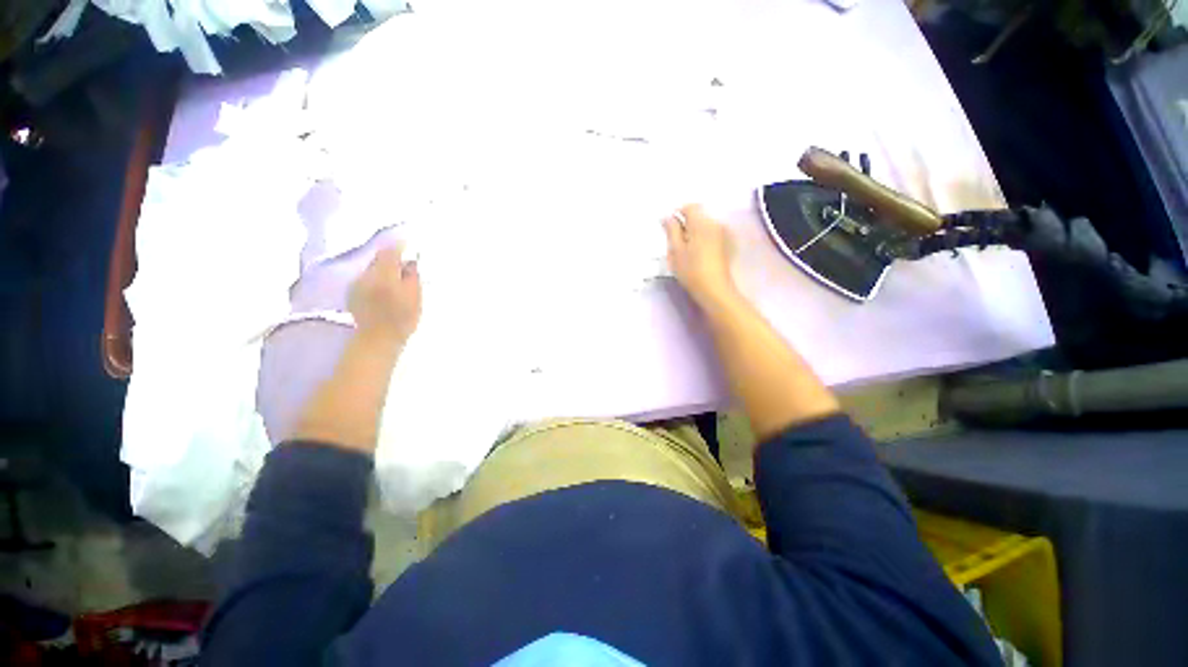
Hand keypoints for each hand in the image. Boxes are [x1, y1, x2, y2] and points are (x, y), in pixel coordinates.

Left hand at [348, 246, 421, 343]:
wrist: (377, 339)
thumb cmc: (402, 319)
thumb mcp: (415, 297)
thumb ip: (412, 276)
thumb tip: (410, 261)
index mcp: (384, 275)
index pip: (390, 251)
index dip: (400, 247)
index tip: (409, 248)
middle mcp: (367, 275)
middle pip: (378, 258)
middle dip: (391, 259)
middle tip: (405, 267)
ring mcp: (356, 283)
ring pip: (372, 268)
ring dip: (383, 270)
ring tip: (395, 280)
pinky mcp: (352, 292)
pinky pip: (366, 278)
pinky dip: (376, 279)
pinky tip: (383, 290)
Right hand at [663, 204, 737, 308]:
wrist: (714, 290)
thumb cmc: (691, 270)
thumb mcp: (675, 250)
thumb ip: (671, 230)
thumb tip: (667, 216)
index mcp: (701, 222)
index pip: (690, 207)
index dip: (678, 214)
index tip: (669, 227)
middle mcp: (715, 223)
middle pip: (698, 216)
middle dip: (686, 224)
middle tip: (675, 242)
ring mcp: (724, 234)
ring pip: (705, 226)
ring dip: (695, 232)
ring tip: (686, 250)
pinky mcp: (728, 245)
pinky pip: (712, 235)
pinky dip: (703, 239)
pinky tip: (698, 254)